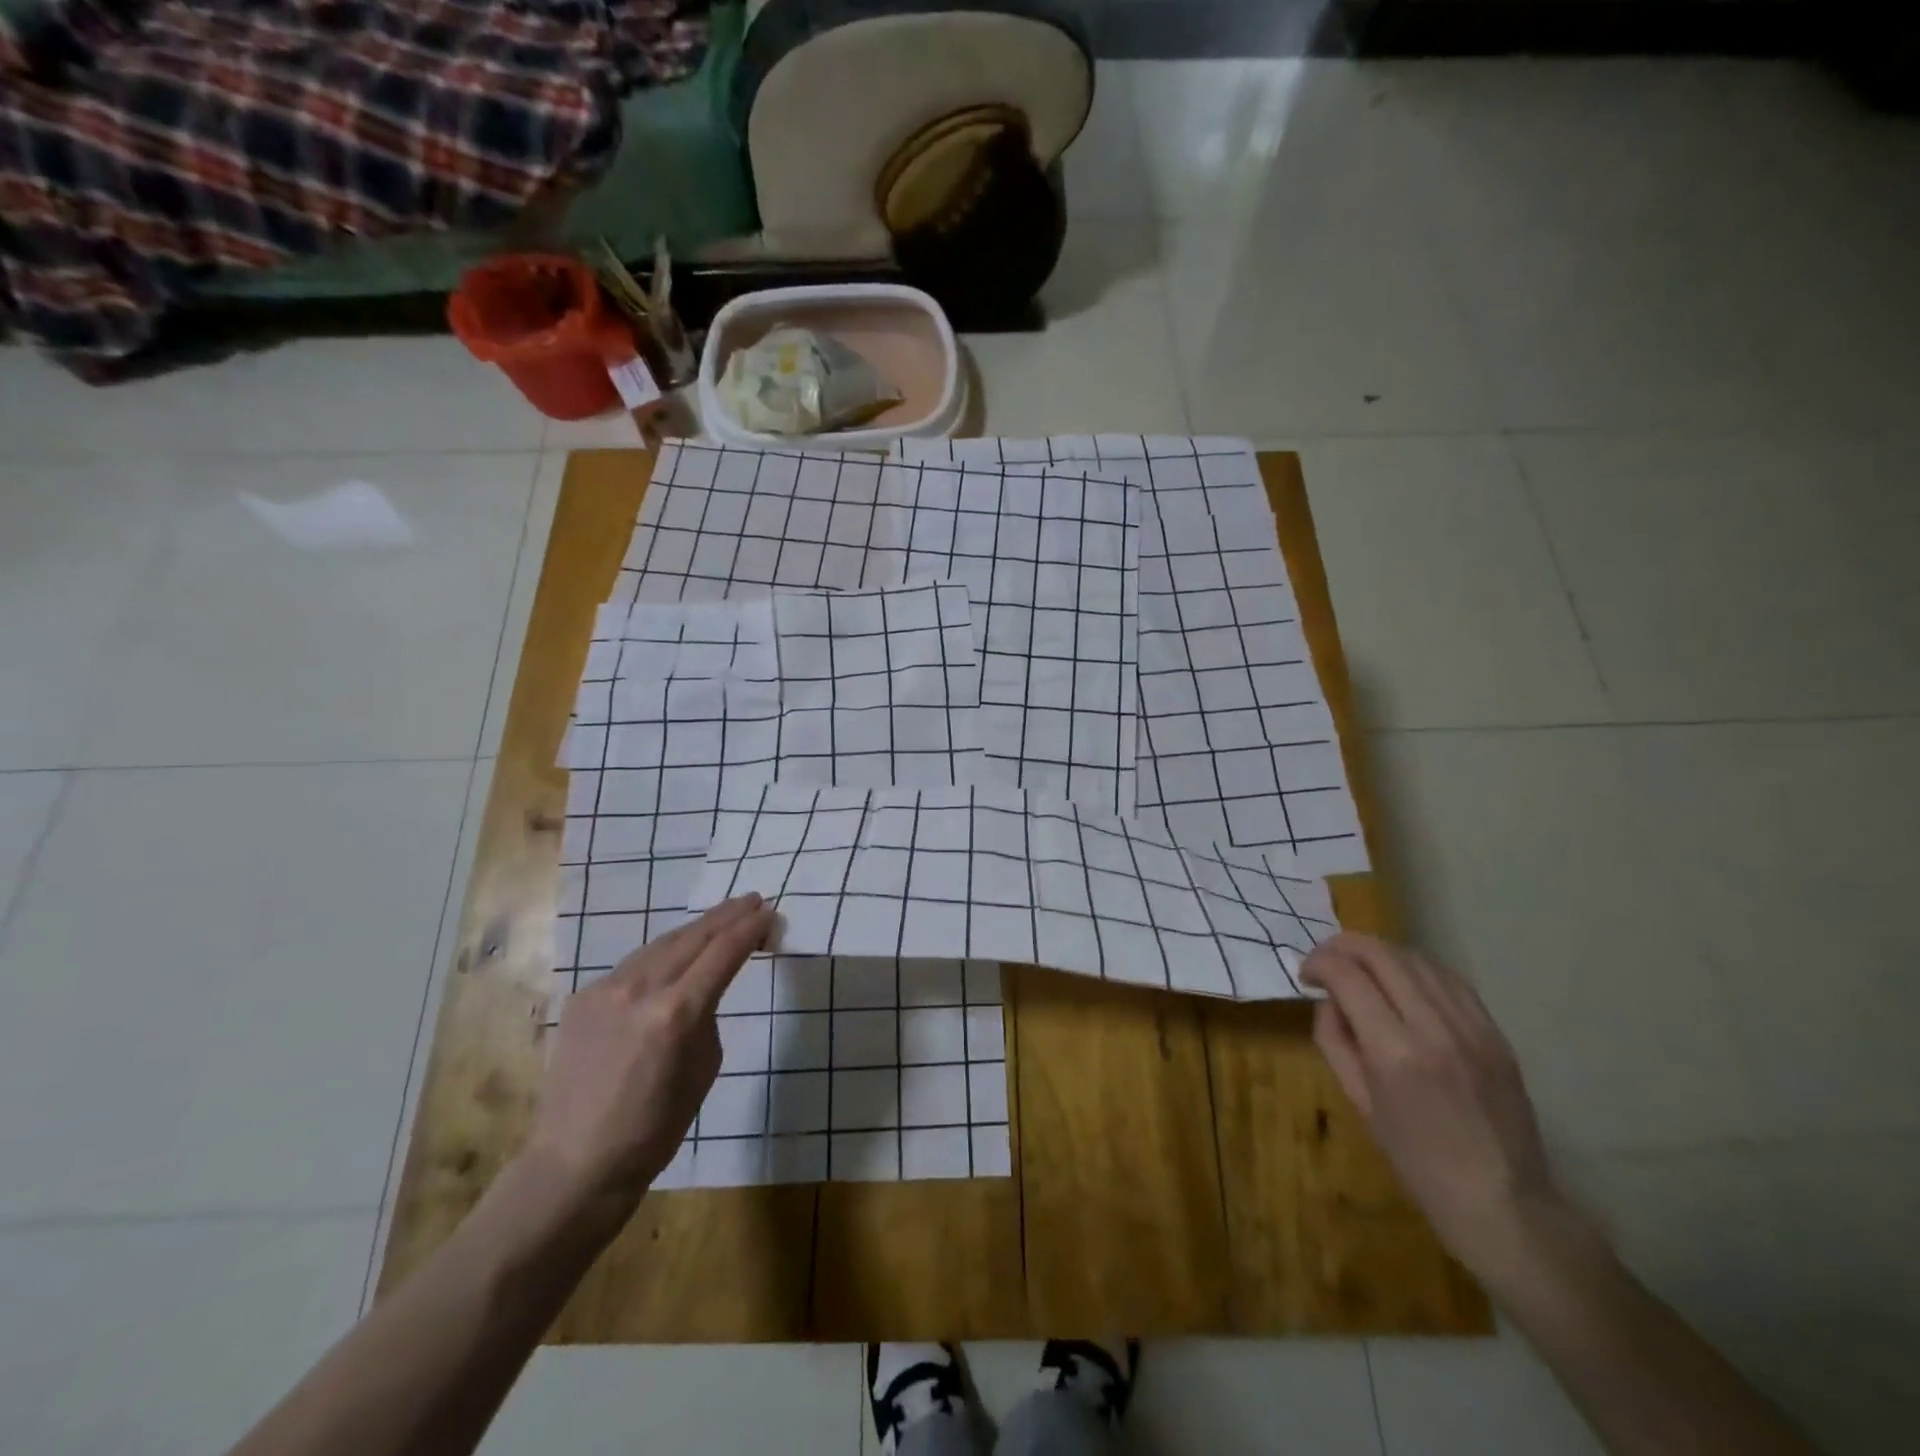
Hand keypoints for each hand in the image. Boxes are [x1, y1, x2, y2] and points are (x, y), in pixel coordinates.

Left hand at [526, 894, 775, 1207]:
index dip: (750, 929)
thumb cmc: (655, 1128)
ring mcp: (605, 990)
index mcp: (676, 1011)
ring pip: (660, 944)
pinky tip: (674, 953)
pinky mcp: (583, 998)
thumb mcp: (704, 1068)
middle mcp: (639, 988)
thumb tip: (703, 989)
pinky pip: (632, 966)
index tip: (770, 913)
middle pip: (692, 937)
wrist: (576, 1163)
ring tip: (719, 918)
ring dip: (694, 929)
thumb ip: (706, 1015)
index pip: (723, 952)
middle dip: (726, 916)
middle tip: (752, 900)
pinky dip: (661, 954)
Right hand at [1301, 932, 1572, 1280]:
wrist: (1502, 1201)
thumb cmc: (1416, 1160)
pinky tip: (1402, 979)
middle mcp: (1434, 1028)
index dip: (1319, 962)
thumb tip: (1329, 998)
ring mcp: (1472, 1028)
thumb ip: (1335, 1040)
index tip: (1306, 974)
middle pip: (1382, 955)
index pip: (1347, 976)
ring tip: (1360, 966)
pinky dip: (1417, 968)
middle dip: (1344, 946)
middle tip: (1326, 960)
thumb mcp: (1358, 1101)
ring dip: (1379, 953)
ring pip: (1417, 959)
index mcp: (1394, 1053)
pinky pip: (1450, 979)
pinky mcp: (1495, 1032)